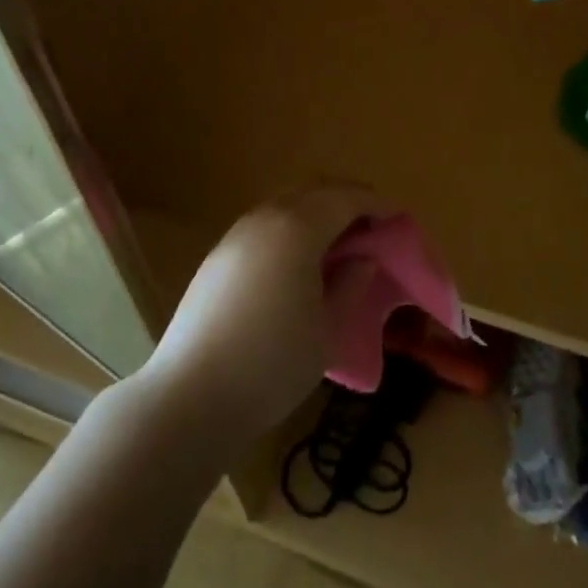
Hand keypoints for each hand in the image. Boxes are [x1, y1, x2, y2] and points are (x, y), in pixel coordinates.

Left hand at [138, 183, 388, 449]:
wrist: (189, 398)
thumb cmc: (271, 364)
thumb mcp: (328, 330)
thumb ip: (350, 285)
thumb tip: (362, 258)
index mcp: (297, 229)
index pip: (345, 199)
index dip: (375, 204)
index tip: (397, 218)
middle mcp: (265, 218)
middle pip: (312, 190)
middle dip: (345, 199)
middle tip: (371, 224)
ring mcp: (236, 235)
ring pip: (285, 204)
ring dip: (316, 212)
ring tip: (339, 243)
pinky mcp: (217, 257)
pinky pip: (265, 225)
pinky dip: (291, 228)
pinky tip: (299, 263)